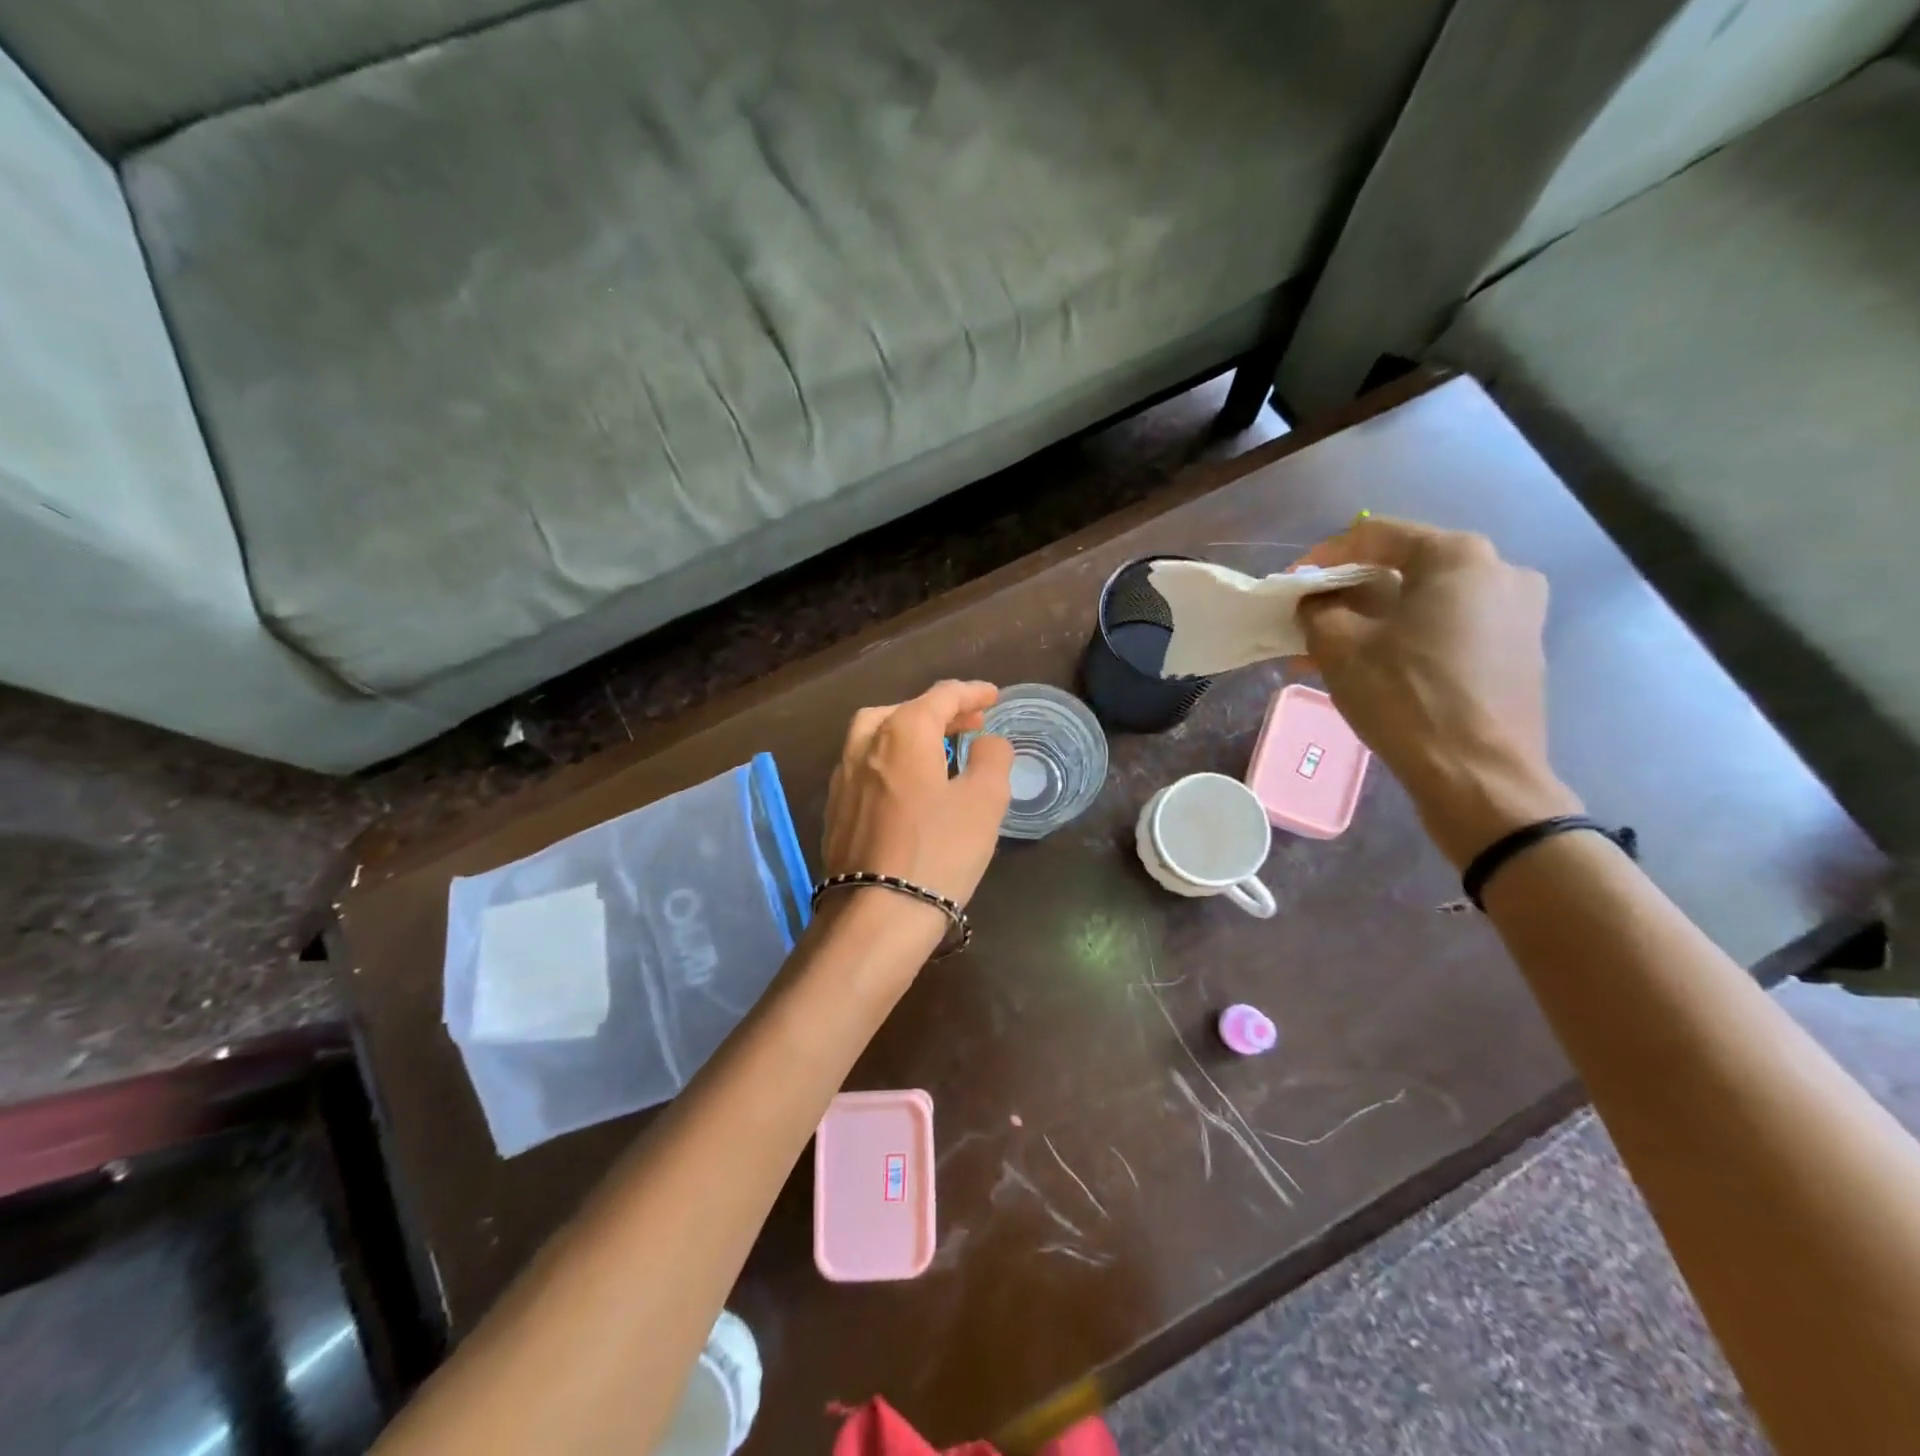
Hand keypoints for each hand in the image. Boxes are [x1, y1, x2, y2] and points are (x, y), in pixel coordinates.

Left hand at [822, 680, 1013, 906]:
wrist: (878, 914)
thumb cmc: (939, 851)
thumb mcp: (985, 801)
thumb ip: (991, 758)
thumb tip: (985, 741)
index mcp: (903, 732)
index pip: (941, 696)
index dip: (971, 693)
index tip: (993, 697)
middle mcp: (865, 744)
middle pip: (903, 710)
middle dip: (939, 712)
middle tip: (969, 724)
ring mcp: (843, 777)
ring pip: (876, 736)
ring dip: (910, 733)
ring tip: (939, 750)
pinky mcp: (835, 809)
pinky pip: (865, 766)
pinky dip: (890, 760)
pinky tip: (907, 785)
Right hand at [1297, 517, 1580, 865]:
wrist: (1480, 776)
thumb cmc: (1406, 698)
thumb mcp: (1340, 648)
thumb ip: (1317, 609)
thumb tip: (1315, 601)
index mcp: (1458, 556)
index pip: (1375, 536)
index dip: (1323, 557)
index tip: (1291, 586)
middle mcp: (1499, 571)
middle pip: (1403, 569)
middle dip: (1348, 596)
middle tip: (1309, 623)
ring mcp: (1519, 612)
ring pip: (1425, 603)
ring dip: (1373, 621)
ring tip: (1332, 654)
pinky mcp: (1521, 650)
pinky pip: (1450, 629)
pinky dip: (1407, 639)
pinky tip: (1375, 669)